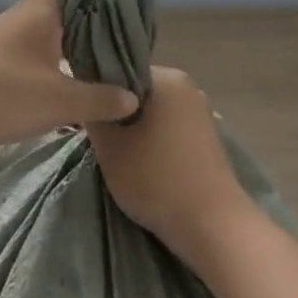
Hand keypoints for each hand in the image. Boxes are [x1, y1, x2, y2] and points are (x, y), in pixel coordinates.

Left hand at [0, 0, 139, 162]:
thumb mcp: (56, 101)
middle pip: (64, 3)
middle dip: (97, 15)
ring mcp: (7, 45)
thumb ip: (98, 99)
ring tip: (110, 67)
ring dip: (79, 44)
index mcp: (38, 11)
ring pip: (52, 32)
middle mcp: (23, 20)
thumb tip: (133, 96)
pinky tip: (75, 91)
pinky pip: (38, 57)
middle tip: (128, 38)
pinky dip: (60, 66)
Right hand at [88, 66, 256, 276]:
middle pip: (137, 92)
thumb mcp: (110, 147)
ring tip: (118, 154)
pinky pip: (170, 128)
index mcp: (166, 77)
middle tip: (98, 139)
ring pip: (154, 112)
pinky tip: (143, 162)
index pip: (119, 71)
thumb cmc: (156, 179)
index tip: (85, 116)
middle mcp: (187, 86)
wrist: (212, 225)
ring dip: (135, 129)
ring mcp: (201, 112)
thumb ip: (94, 115)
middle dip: (117, 112)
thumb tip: (91, 99)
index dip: (98, 92)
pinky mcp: (207, 137)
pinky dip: (154, 140)